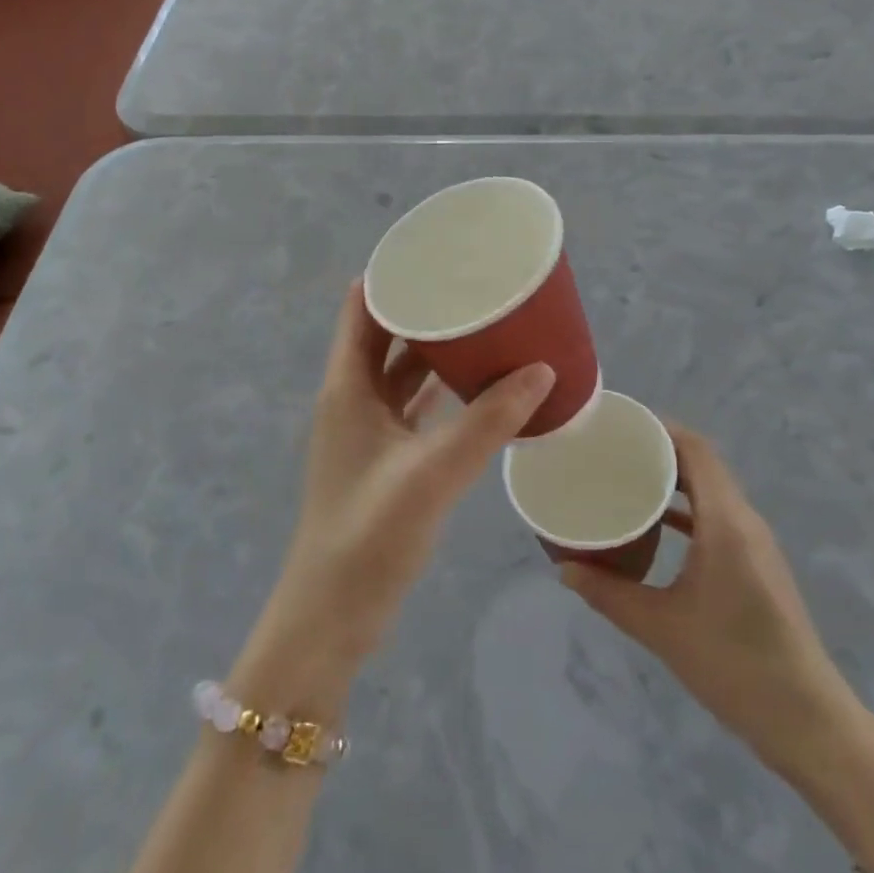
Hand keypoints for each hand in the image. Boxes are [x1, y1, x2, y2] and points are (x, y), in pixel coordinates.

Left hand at [233, 282, 553, 715]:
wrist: (330, 619)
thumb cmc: (368, 536)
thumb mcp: (432, 473)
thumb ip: (488, 422)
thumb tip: (543, 370)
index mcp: (347, 386)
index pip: (362, 307)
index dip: (393, 275)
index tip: (439, 253)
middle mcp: (353, 398)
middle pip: (386, 333)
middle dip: (425, 307)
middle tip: (475, 285)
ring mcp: (367, 430)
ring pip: (402, 371)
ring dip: (436, 349)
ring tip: (485, 323)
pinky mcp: (384, 459)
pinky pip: (415, 406)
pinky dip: (442, 390)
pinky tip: (479, 384)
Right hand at [558, 425, 852, 778]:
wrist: (806, 720)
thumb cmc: (733, 664)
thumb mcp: (661, 628)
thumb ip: (609, 594)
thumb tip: (564, 569)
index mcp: (725, 520)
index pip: (695, 449)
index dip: (660, 428)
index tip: (619, 426)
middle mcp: (744, 519)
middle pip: (702, 463)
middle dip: (660, 450)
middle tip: (613, 452)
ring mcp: (755, 542)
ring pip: (712, 489)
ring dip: (674, 479)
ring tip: (628, 479)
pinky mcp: (757, 563)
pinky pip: (718, 516)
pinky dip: (688, 509)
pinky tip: (658, 525)